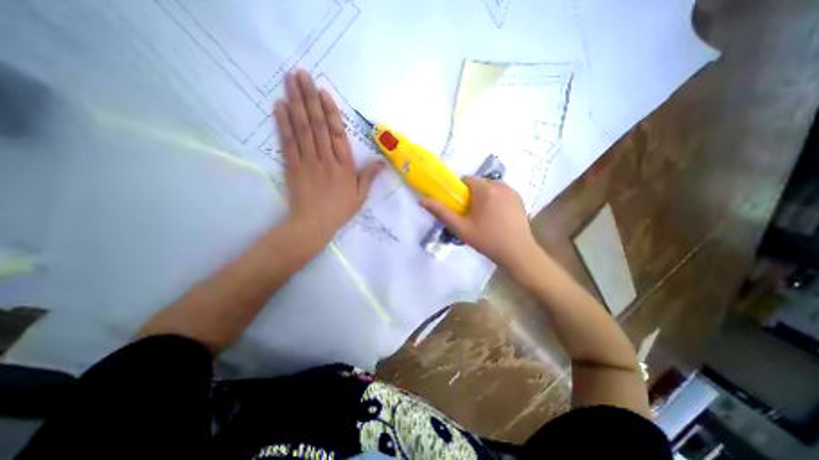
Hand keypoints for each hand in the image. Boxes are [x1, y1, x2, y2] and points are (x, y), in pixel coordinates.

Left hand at [271, 68, 380, 247]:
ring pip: (302, 129)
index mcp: (344, 166)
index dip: (330, 112)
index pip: (337, 134)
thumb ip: (369, 177)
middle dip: (309, 98)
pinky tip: (280, 106)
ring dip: (296, 103)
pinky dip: (283, 124)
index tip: (323, 92)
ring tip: (290, 81)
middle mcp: (326, 159)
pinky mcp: (292, 167)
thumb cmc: (340, 210)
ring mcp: (307, 162)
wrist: (313, 224)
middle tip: (301, 73)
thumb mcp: (360, 196)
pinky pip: (288, 142)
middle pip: (317, 125)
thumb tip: (382, 162)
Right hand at [422, 177, 538, 268]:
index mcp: (485, 189)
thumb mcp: (461, 228)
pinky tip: (497, 217)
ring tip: (485, 217)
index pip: (466, 180)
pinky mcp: (519, 198)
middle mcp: (500, 184)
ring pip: (490, 188)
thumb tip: (422, 201)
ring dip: (484, 197)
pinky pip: (501, 193)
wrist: (518, 253)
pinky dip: (496, 200)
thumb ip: (441, 212)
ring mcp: (512, 191)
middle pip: (478, 183)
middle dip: (472, 195)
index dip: (460, 192)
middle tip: (471, 216)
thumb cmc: (487, 240)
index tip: (460, 207)